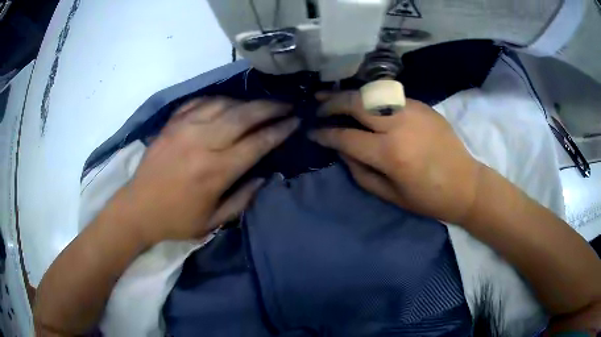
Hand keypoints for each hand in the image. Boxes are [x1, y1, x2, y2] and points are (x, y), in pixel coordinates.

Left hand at [109, 98, 298, 244]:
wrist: (138, 208)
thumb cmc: (177, 220)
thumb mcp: (214, 222)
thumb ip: (243, 199)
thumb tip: (264, 176)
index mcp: (216, 171)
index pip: (257, 143)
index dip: (279, 130)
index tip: (295, 121)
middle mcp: (203, 143)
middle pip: (244, 115)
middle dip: (270, 107)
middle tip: (286, 103)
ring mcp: (185, 128)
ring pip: (223, 103)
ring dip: (246, 102)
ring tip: (259, 104)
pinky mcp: (171, 123)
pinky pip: (199, 102)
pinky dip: (217, 99)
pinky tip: (226, 102)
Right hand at [310, 91, 481, 224]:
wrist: (466, 184)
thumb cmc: (428, 198)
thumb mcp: (390, 195)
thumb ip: (360, 171)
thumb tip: (341, 149)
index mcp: (390, 153)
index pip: (346, 137)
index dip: (325, 134)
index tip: (312, 132)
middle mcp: (399, 125)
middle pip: (356, 104)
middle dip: (332, 103)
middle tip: (318, 107)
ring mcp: (412, 110)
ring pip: (371, 93)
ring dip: (349, 95)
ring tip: (334, 97)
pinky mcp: (422, 106)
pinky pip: (389, 96)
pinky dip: (371, 98)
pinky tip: (364, 103)